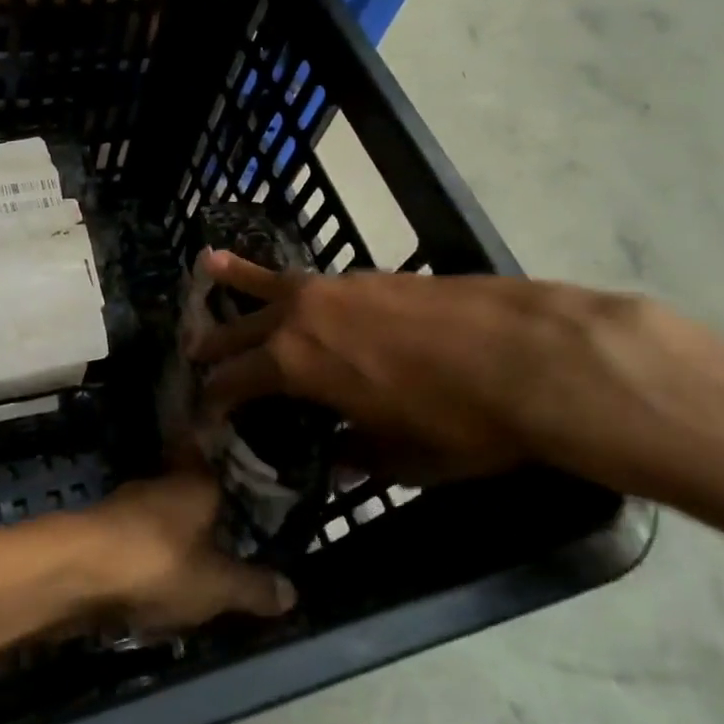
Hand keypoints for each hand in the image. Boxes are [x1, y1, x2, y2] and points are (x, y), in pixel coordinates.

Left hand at [76, 474, 295, 630]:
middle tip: (233, 531)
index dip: (231, 467)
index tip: (249, 478)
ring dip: (177, 533)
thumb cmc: (159, 564)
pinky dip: (152, 552)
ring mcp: (128, 504)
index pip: (216, 457)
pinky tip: (160, 577)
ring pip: (163, 515)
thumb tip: (293, 591)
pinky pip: (139, 538)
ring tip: (202, 560)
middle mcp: (162, 483)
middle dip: (207, 509)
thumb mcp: (218, 585)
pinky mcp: (103, 530)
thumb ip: (254, 587)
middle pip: (190, 489)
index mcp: (196, 482)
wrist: (78, 571)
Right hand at [187, 250, 626, 486]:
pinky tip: (296, 287)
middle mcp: (301, 317)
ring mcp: (335, 288)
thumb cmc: (461, 421)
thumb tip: (338, 457)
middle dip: (213, 342)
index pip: (234, 381)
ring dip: (238, 281)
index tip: (202, 413)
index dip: (214, 400)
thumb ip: (359, 454)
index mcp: (295, 365)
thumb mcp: (404, 456)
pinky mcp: (370, 275)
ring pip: (271, 284)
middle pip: (241, 327)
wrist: (532, 355)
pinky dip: (291, 283)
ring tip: (209, 266)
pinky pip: (313, 280)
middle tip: (191, 351)